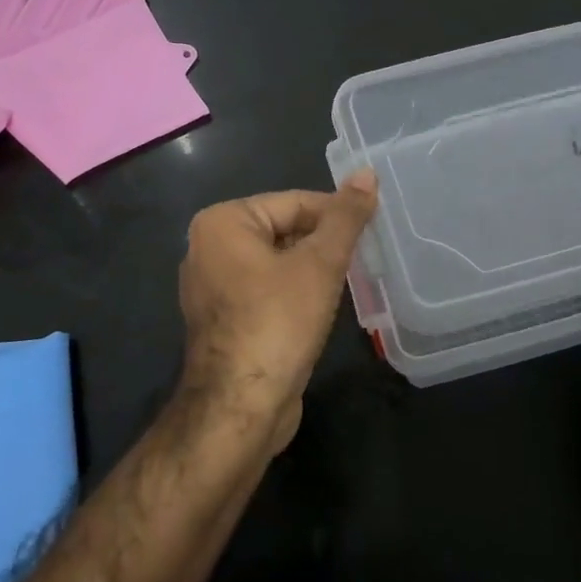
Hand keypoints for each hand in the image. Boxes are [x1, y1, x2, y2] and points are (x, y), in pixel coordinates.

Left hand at [176, 173, 378, 453]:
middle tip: (364, 258)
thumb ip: (345, 217)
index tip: (372, 230)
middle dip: (323, 244)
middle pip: (283, 230)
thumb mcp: (320, 264)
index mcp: (222, 222)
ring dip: (312, 270)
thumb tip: (366, 173)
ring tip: (348, 282)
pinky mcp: (221, 318)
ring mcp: (211, 286)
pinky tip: (319, 310)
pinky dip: (293, 293)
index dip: (337, 215)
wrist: (239, 408)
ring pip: (276, 262)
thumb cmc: (278, 323)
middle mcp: (208, 247)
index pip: (294, 202)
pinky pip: (265, 289)